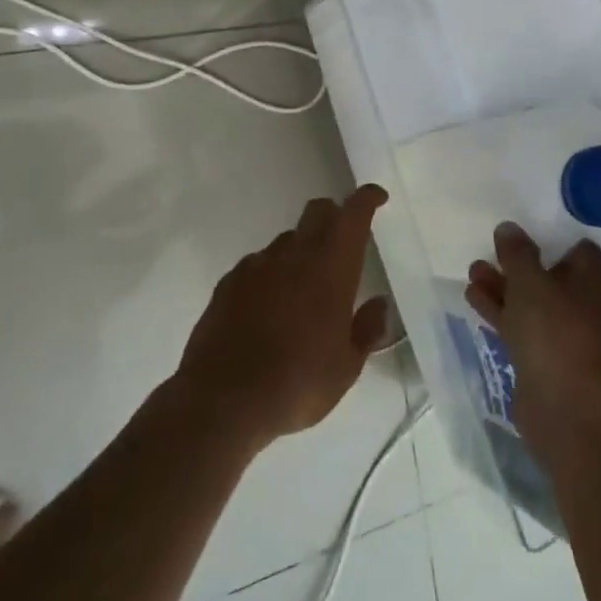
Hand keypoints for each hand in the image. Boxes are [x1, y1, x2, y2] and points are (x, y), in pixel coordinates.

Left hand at [178, 185, 394, 450]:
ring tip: (302, 288)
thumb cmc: (297, 383)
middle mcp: (295, 255)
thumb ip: (367, 330)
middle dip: (334, 215)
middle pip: (317, 210)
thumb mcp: (347, 368)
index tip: (377, 198)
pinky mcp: (228, 283)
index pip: (353, 214)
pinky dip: (270, 274)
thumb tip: (379, 304)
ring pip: (287, 239)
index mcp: (332, 267)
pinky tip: (268, 306)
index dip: (366, 199)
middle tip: (342, 242)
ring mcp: (258, 266)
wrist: (221, 402)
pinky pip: (257, 264)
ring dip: (300, 250)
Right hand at [465, 223, 600, 458]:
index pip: (577, 248)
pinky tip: (473, 298)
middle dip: (518, 263)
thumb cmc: (555, 332)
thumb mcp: (531, 282)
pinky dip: (500, 311)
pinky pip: (520, 325)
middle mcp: (582, 303)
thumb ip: (517, 253)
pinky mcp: (544, 358)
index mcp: (591, 279)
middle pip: (549, 273)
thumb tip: (508, 228)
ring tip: (472, 270)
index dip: (552, 236)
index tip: (526, 227)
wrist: (566, 409)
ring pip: (530, 301)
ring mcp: (563, 333)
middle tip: (490, 249)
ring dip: (503, 286)